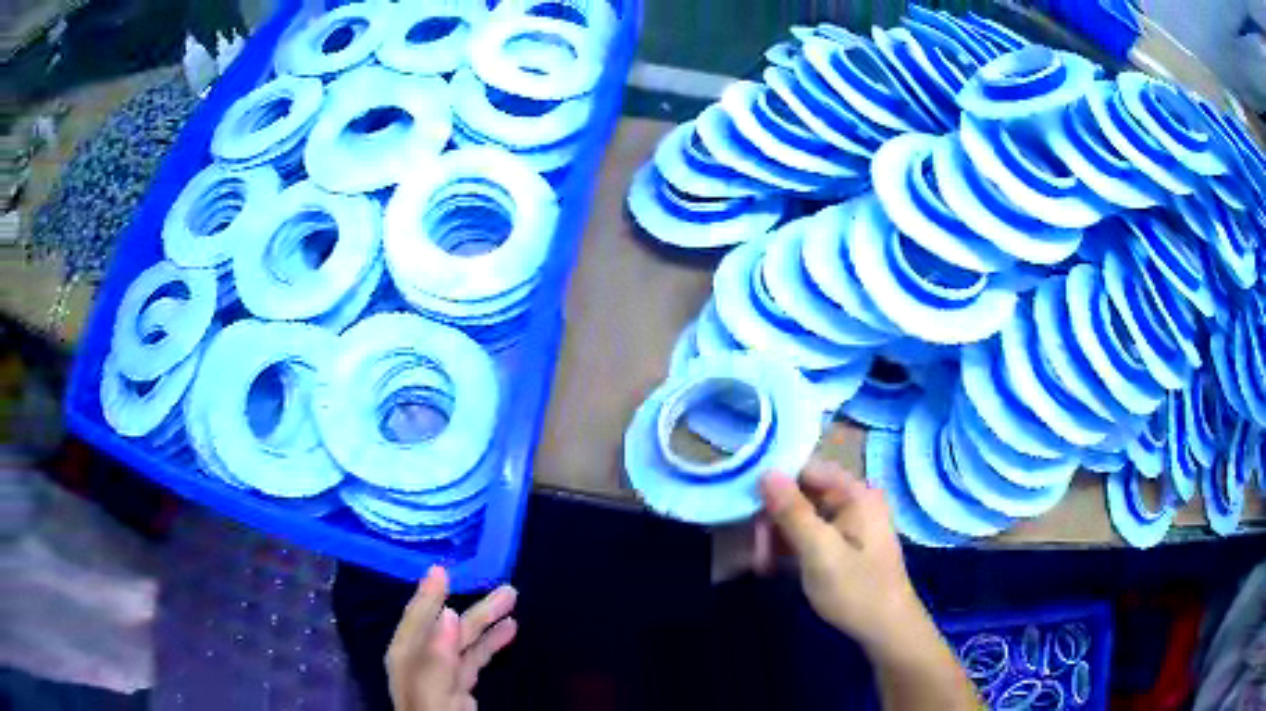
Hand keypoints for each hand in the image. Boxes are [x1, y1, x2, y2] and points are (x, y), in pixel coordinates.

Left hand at [386, 567, 517, 710]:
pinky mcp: (460, 688)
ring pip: (465, 642)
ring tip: (514, 603)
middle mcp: (423, 660)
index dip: (429, 594)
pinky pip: (475, 659)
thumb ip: (436, 657)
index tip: (443, 568)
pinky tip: (509, 632)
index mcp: (408, 657)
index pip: (418, 618)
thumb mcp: (432, 692)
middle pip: (449, 628)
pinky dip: (492, 644)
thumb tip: (448, 613)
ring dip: (488, 622)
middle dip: (476, 608)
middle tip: (507, 589)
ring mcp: (442, 675)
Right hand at [759, 461, 926, 657]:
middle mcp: (854, 500)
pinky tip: (772, 567)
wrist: (886, 630)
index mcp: (856, 493)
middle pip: (802, 493)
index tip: (744, 502)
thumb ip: (793, 512)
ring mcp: (850, 523)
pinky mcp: (844, 544)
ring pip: (802, 516)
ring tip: (760, 564)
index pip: (807, 469)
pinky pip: (811, 534)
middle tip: (754, 549)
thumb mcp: (820, 552)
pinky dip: (790, 547)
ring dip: (777, 536)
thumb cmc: (856, 589)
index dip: (774, 481)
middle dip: (773, 517)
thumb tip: (766, 472)